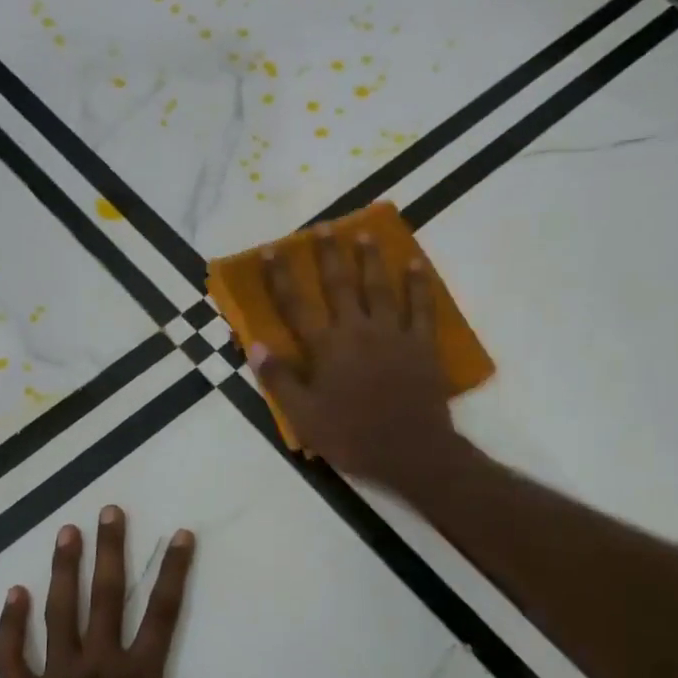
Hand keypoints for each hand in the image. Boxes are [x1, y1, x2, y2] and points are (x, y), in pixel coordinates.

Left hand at [0, 507, 284, 677]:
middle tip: (109, 510)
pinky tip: (13, 594)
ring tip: (66, 531)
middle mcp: (96, 665)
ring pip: (60, 613)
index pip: (163, 615)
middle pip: (107, 598)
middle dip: (111, 552)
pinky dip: (11, 625)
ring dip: (64, 571)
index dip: (174, 573)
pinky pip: (13, 654)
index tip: (180, 534)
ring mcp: (55, 677)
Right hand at [251, 227, 462, 491]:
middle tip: (323, 227)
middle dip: (328, 255)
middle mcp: (357, 330)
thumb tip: (256, 345)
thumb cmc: (351, 437)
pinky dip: (419, 284)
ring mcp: (393, 334)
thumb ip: (280, 379)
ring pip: (380, 287)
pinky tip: (415, 263)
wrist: (410, 451)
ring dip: (370, 259)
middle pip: (339, 285)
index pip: (295, 306)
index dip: (280, 277)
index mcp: (325, 348)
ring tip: (364, 234)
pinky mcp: (421, 344)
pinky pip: (421, 307)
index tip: (270, 250)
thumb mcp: (304, 416)